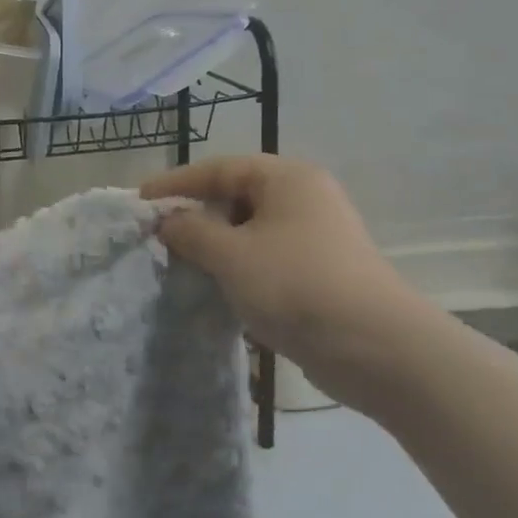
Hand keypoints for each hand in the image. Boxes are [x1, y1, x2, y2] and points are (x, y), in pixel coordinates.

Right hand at [143, 156, 444, 414]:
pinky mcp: (321, 272)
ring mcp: (316, 236)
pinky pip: (268, 258)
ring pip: (251, 231)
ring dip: (217, 247)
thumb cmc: (296, 285)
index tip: (140, 202)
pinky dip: (241, 268)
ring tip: (183, 265)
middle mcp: (304, 197)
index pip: (218, 169)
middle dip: (196, 216)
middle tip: (159, 237)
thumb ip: (191, 232)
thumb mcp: (231, 255)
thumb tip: (167, 221)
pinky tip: (219, 290)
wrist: (377, 349)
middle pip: (236, 197)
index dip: (175, 184)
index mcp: (286, 178)